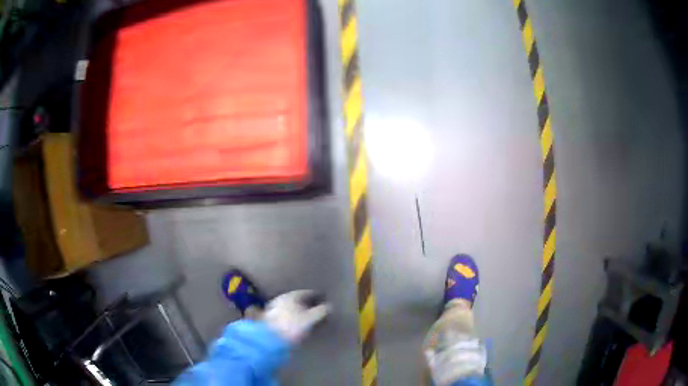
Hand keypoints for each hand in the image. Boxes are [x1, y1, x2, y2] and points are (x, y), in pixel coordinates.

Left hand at [263, 290, 329, 343]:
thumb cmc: (292, 327)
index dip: (317, 296)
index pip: (307, 293)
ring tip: (307, 317)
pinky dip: (291, 317)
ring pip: (290, 307)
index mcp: (291, 296)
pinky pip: (285, 315)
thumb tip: (330, 306)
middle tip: (317, 308)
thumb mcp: (310, 319)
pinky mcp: (269, 319)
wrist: (269, 339)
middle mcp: (281, 298)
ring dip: (298, 311)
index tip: (324, 299)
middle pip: (297, 299)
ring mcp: (274, 308)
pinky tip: (295, 323)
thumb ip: (321, 311)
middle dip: (307, 303)